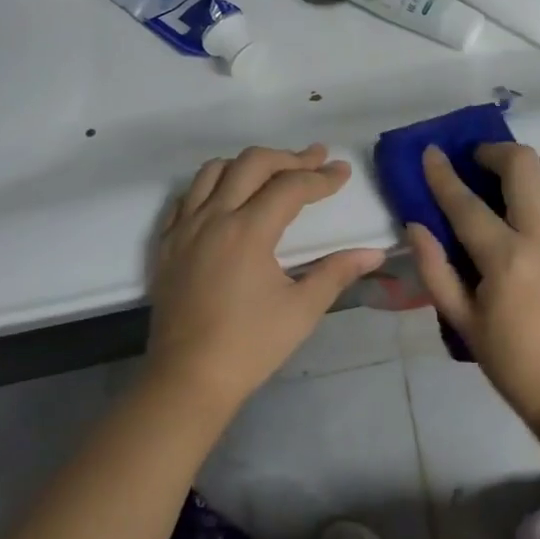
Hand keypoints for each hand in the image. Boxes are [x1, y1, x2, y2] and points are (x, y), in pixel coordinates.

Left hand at [150, 145, 385, 412]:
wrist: (186, 381)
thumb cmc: (249, 346)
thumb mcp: (302, 310)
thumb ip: (337, 272)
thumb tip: (373, 252)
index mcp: (248, 231)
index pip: (290, 186)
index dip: (321, 177)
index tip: (343, 172)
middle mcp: (213, 218)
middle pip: (252, 163)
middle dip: (289, 157)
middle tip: (316, 159)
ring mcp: (184, 228)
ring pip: (214, 170)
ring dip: (248, 164)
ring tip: (273, 173)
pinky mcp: (166, 244)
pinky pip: (187, 196)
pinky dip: (212, 185)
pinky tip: (228, 198)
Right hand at [410, 143, 539, 431]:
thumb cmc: (513, 360)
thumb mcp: (462, 322)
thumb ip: (436, 270)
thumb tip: (416, 225)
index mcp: (506, 259)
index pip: (466, 203)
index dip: (443, 174)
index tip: (432, 152)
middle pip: (523, 164)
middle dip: (496, 151)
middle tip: (482, 162)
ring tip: (525, 181)